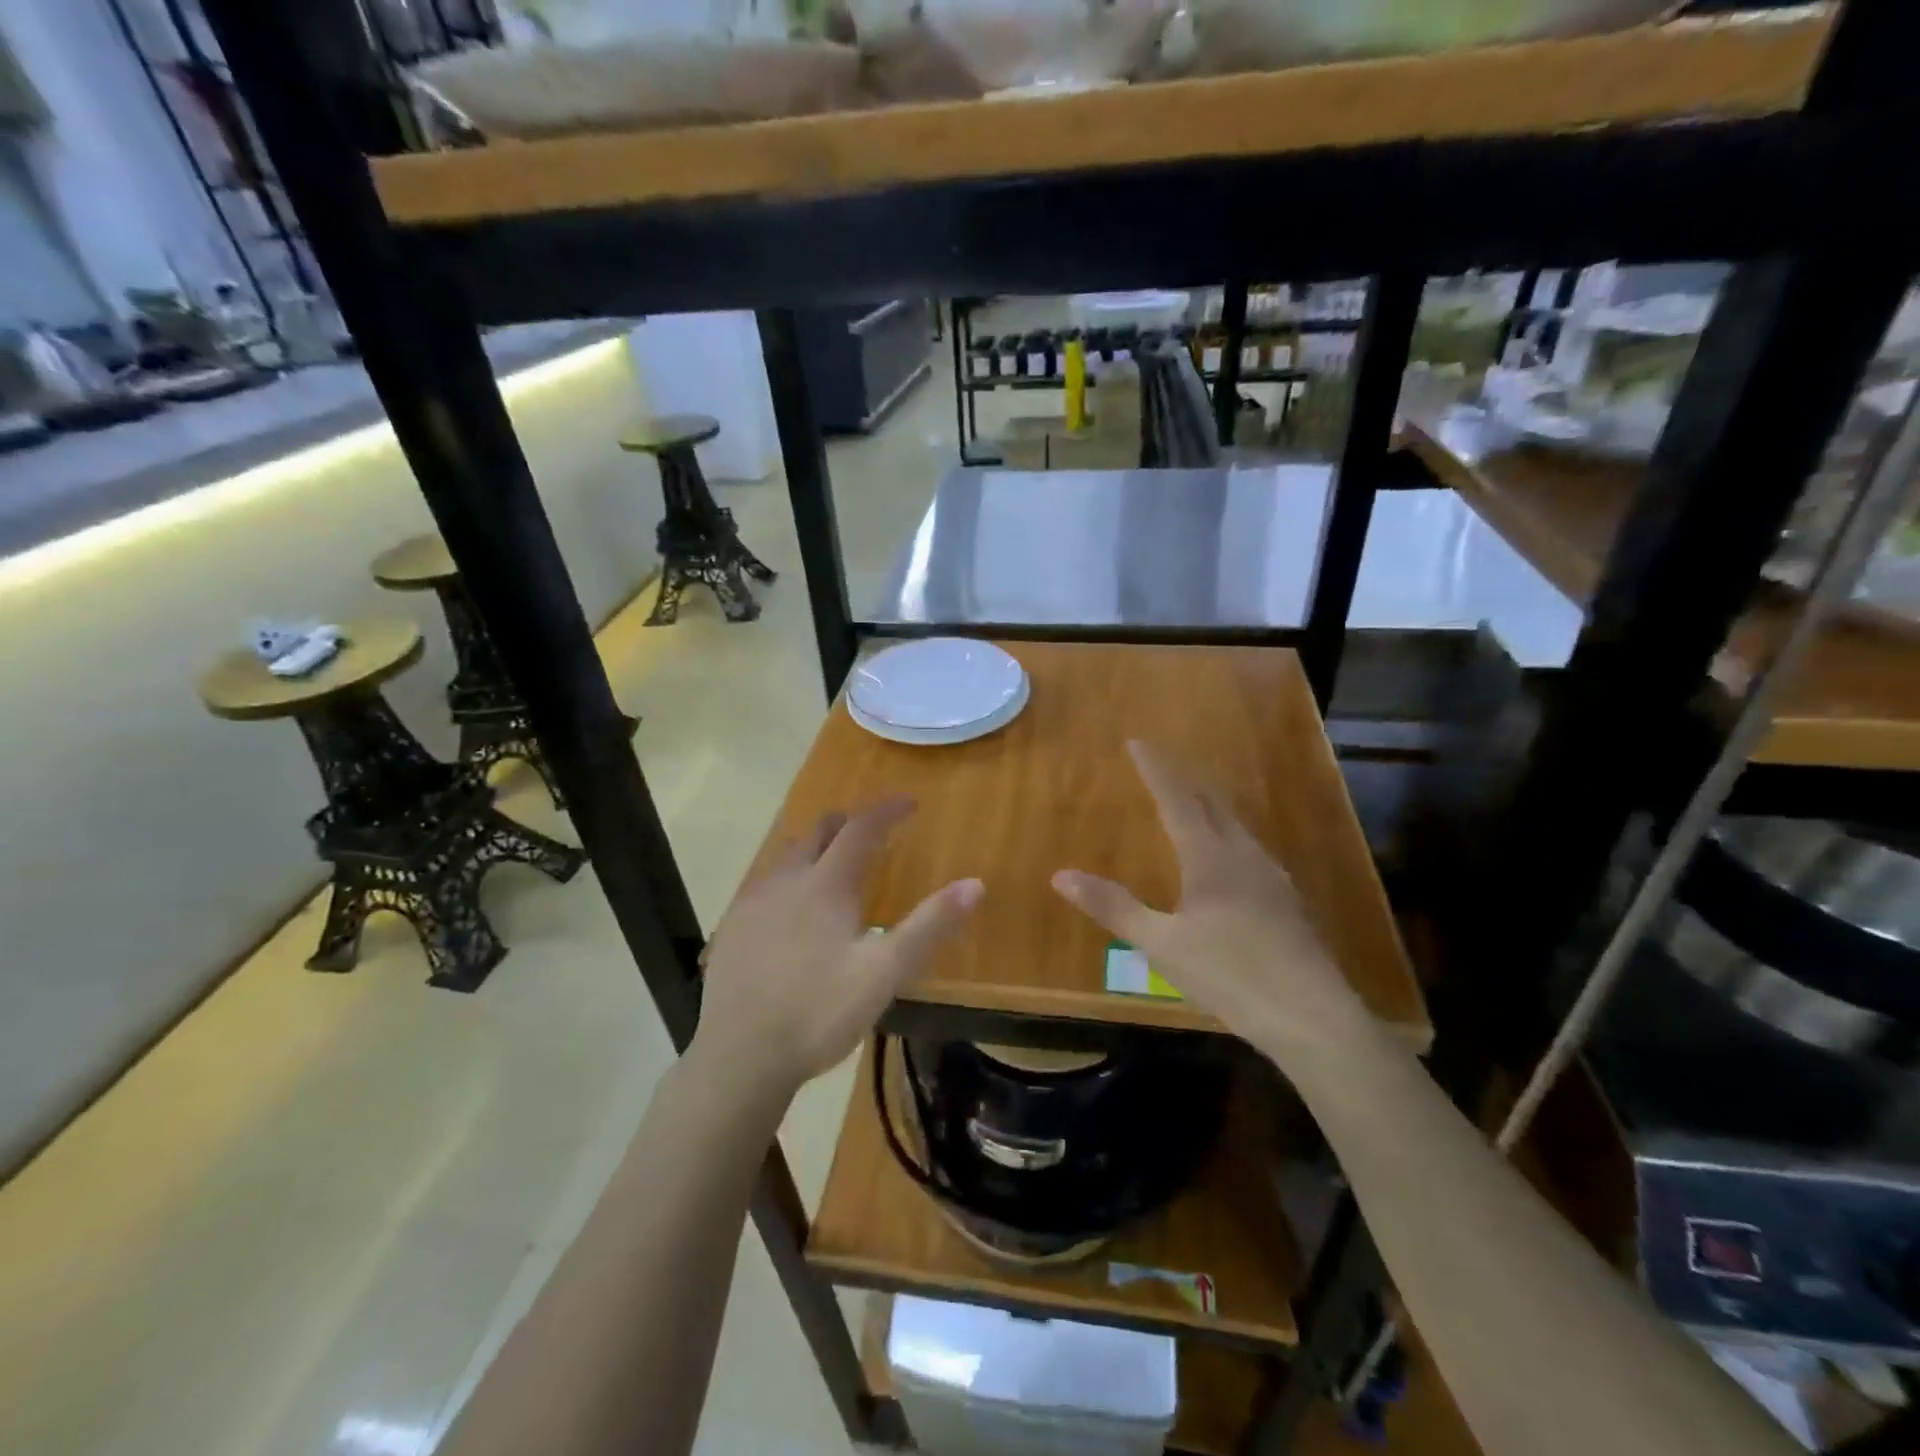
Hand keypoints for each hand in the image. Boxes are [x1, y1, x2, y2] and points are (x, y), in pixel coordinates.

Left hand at [692, 796, 982, 1103]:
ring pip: (788, 856)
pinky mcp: (732, 927)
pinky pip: (766, 883)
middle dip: (849, 823)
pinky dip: (791, 877)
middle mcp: (786, 880)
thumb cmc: (819, 1012)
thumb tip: (975, 884)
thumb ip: (930, 926)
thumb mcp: (885, 973)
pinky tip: (793, 909)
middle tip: (873, 832)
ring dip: (817, 848)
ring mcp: (753, 902)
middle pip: (819, 832)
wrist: (738, 1057)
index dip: (887, 810)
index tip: (910, 802)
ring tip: (835, 865)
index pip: (861, 828)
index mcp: (826, 884)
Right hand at [1052, 742, 1372, 1068]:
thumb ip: (1114, 907)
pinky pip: (1252, 851)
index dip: (1156, 771)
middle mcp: (1244, 856)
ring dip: (1211, 807)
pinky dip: (1230, 836)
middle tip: (1163, 766)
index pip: (1177, 800)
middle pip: (1213, 805)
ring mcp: (1273, 878)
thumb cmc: (1230, 975)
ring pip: (1237, 827)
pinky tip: (1232, 859)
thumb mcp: (1161, 944)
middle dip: (1186, 781)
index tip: (1138, 743)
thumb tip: (1061, 875)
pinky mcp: (1288, 902)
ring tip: (1194, 803)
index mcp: (1211, 858)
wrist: (1313, 1017)